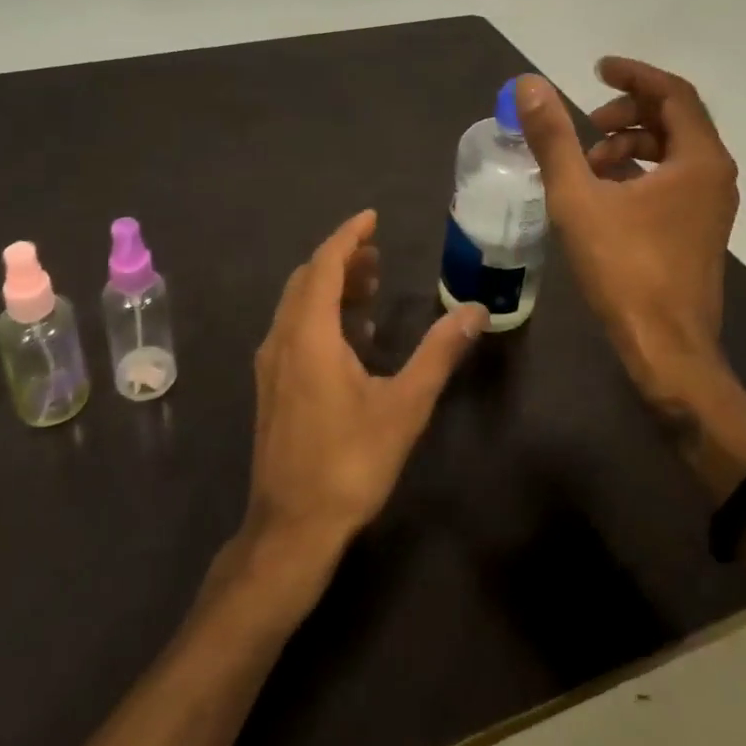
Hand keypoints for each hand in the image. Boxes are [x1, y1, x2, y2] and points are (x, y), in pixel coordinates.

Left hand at [243, 210, 487, 569]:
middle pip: (308, 279)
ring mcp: (270, 363)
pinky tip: (351, 335)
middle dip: (341, 258)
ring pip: (297, 304)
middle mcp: (282, 338)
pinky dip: (320, 313)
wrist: (292, 527)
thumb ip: (439, 353)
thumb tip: (475, 311)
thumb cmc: (350, 462)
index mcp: (309, 334)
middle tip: (378, 253)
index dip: (349, 236)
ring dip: (330, 286)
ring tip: (370, 284)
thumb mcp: (404, 406)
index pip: (325, 264)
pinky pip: (293, 328)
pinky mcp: (271, 385)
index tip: (372, 218)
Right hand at [515, 59, 738, 414]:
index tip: (597, 70)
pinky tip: (604, 191)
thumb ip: (553, 138)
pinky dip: (640, 170)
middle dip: (629, 111)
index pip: (672, 93)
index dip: (634, 75)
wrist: (667, 348)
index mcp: (698, 160)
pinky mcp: (700, 229)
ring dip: (631, 143)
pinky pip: (674, 179)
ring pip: (674, 151)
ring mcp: (712, 205)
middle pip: (675, 119)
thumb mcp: (578, 198)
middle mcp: (715, 175)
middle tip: (588, 123)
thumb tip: (529, 85)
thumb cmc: (624, 268)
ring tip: (589, 162)